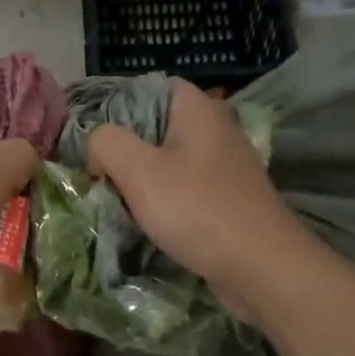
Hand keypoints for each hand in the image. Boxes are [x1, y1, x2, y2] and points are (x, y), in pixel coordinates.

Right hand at [86, 80, 303, 316]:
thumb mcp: (137, 169)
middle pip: (153, 128)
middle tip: (101, 178)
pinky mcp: (227, 198)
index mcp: (196, 108)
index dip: (114, 111)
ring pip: (167, 162)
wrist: (260, 266)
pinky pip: (184, 190)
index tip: (94, 144)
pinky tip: (150, 224)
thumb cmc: (196, 208)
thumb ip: (105, 143)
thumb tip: (98, 147)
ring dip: (141, 183)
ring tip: (120, 204)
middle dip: (124, 152)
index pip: (146, 89)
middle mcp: (214, 128)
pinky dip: (164, 203)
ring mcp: (224, 165)